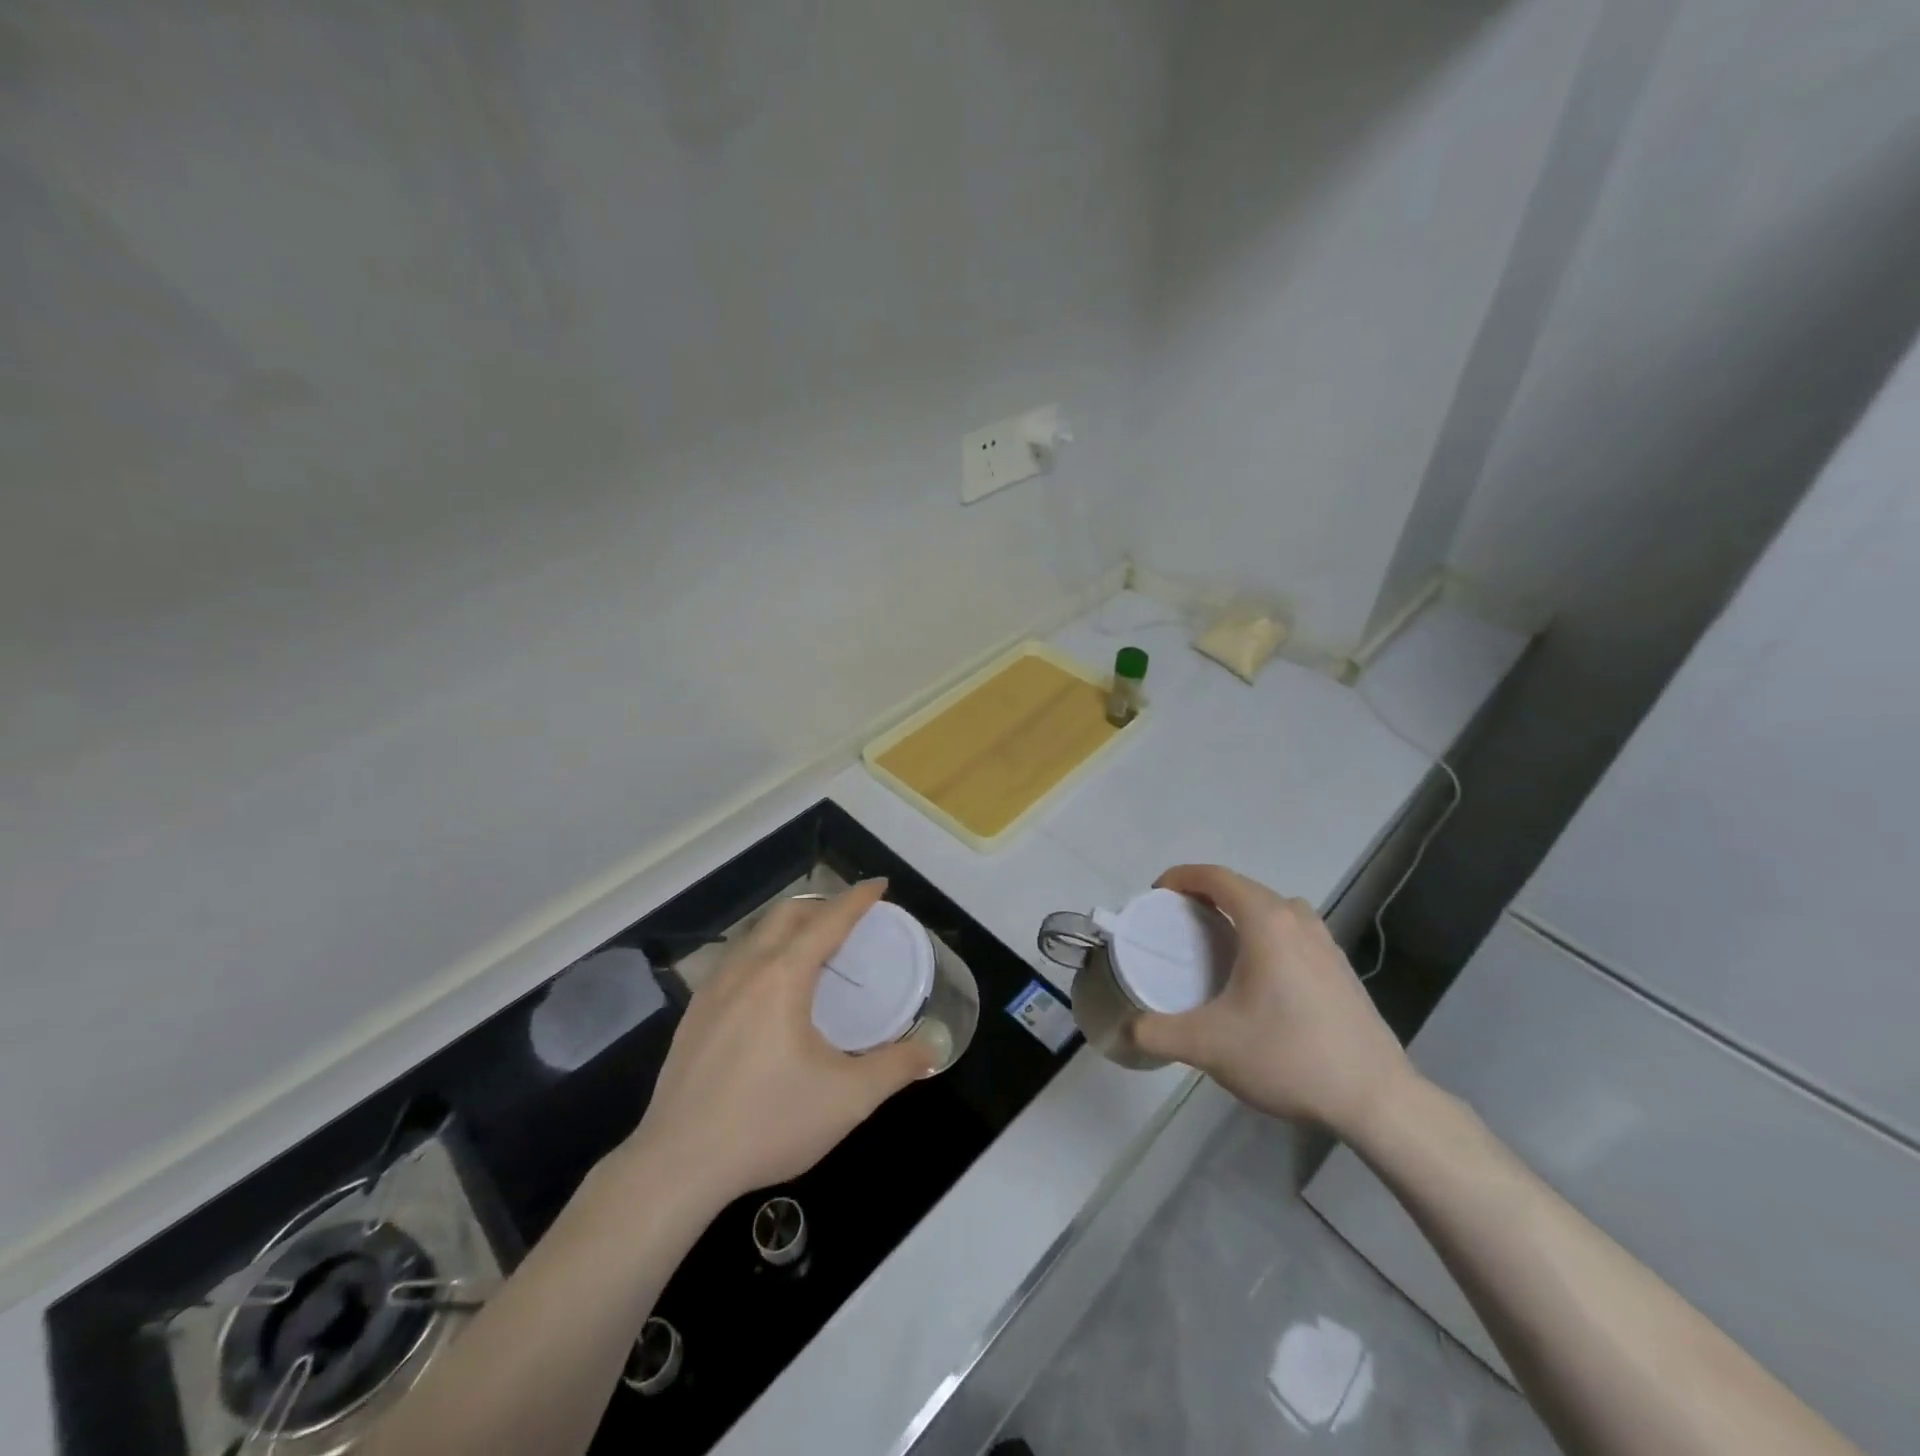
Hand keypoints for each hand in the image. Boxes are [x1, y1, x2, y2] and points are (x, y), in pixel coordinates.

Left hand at [619, 879, 934, 1213]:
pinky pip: (733, 960)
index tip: (879, 884)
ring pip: (754, 934)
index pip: (828, 921)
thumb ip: (896, 1067)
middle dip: (821, 904)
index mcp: (783, 977)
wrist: (678, 1165)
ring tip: (811, 945)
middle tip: (849, 917)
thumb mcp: (848, 1099)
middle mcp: (745, 969)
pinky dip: (761, 950)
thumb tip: (932, 1049)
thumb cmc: (769, 1123)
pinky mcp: (693, 1014)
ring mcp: (712, 990)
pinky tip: (766, 985)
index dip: (857, 899)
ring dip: (788, 926)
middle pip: (786, 915)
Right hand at [1131, 865, 1415, 1138]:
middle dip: (1204, 896)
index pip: (1216, 876)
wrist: (1377, 1100)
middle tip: (1175, 924)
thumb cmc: (1289, 1056)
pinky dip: (1265, 936)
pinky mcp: (1340, 969)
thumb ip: (1157, 1034)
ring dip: (1239, 915)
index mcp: (1267, 921)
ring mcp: (1326, 943)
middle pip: (1242, 888)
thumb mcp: (1209, 1046)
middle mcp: (1298, 920)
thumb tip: (1126, 1031)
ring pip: (1272, 910)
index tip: (1155, 896)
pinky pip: (1292, 933)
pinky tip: (1258, 978)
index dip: (1180, 877)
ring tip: (1216, 946)